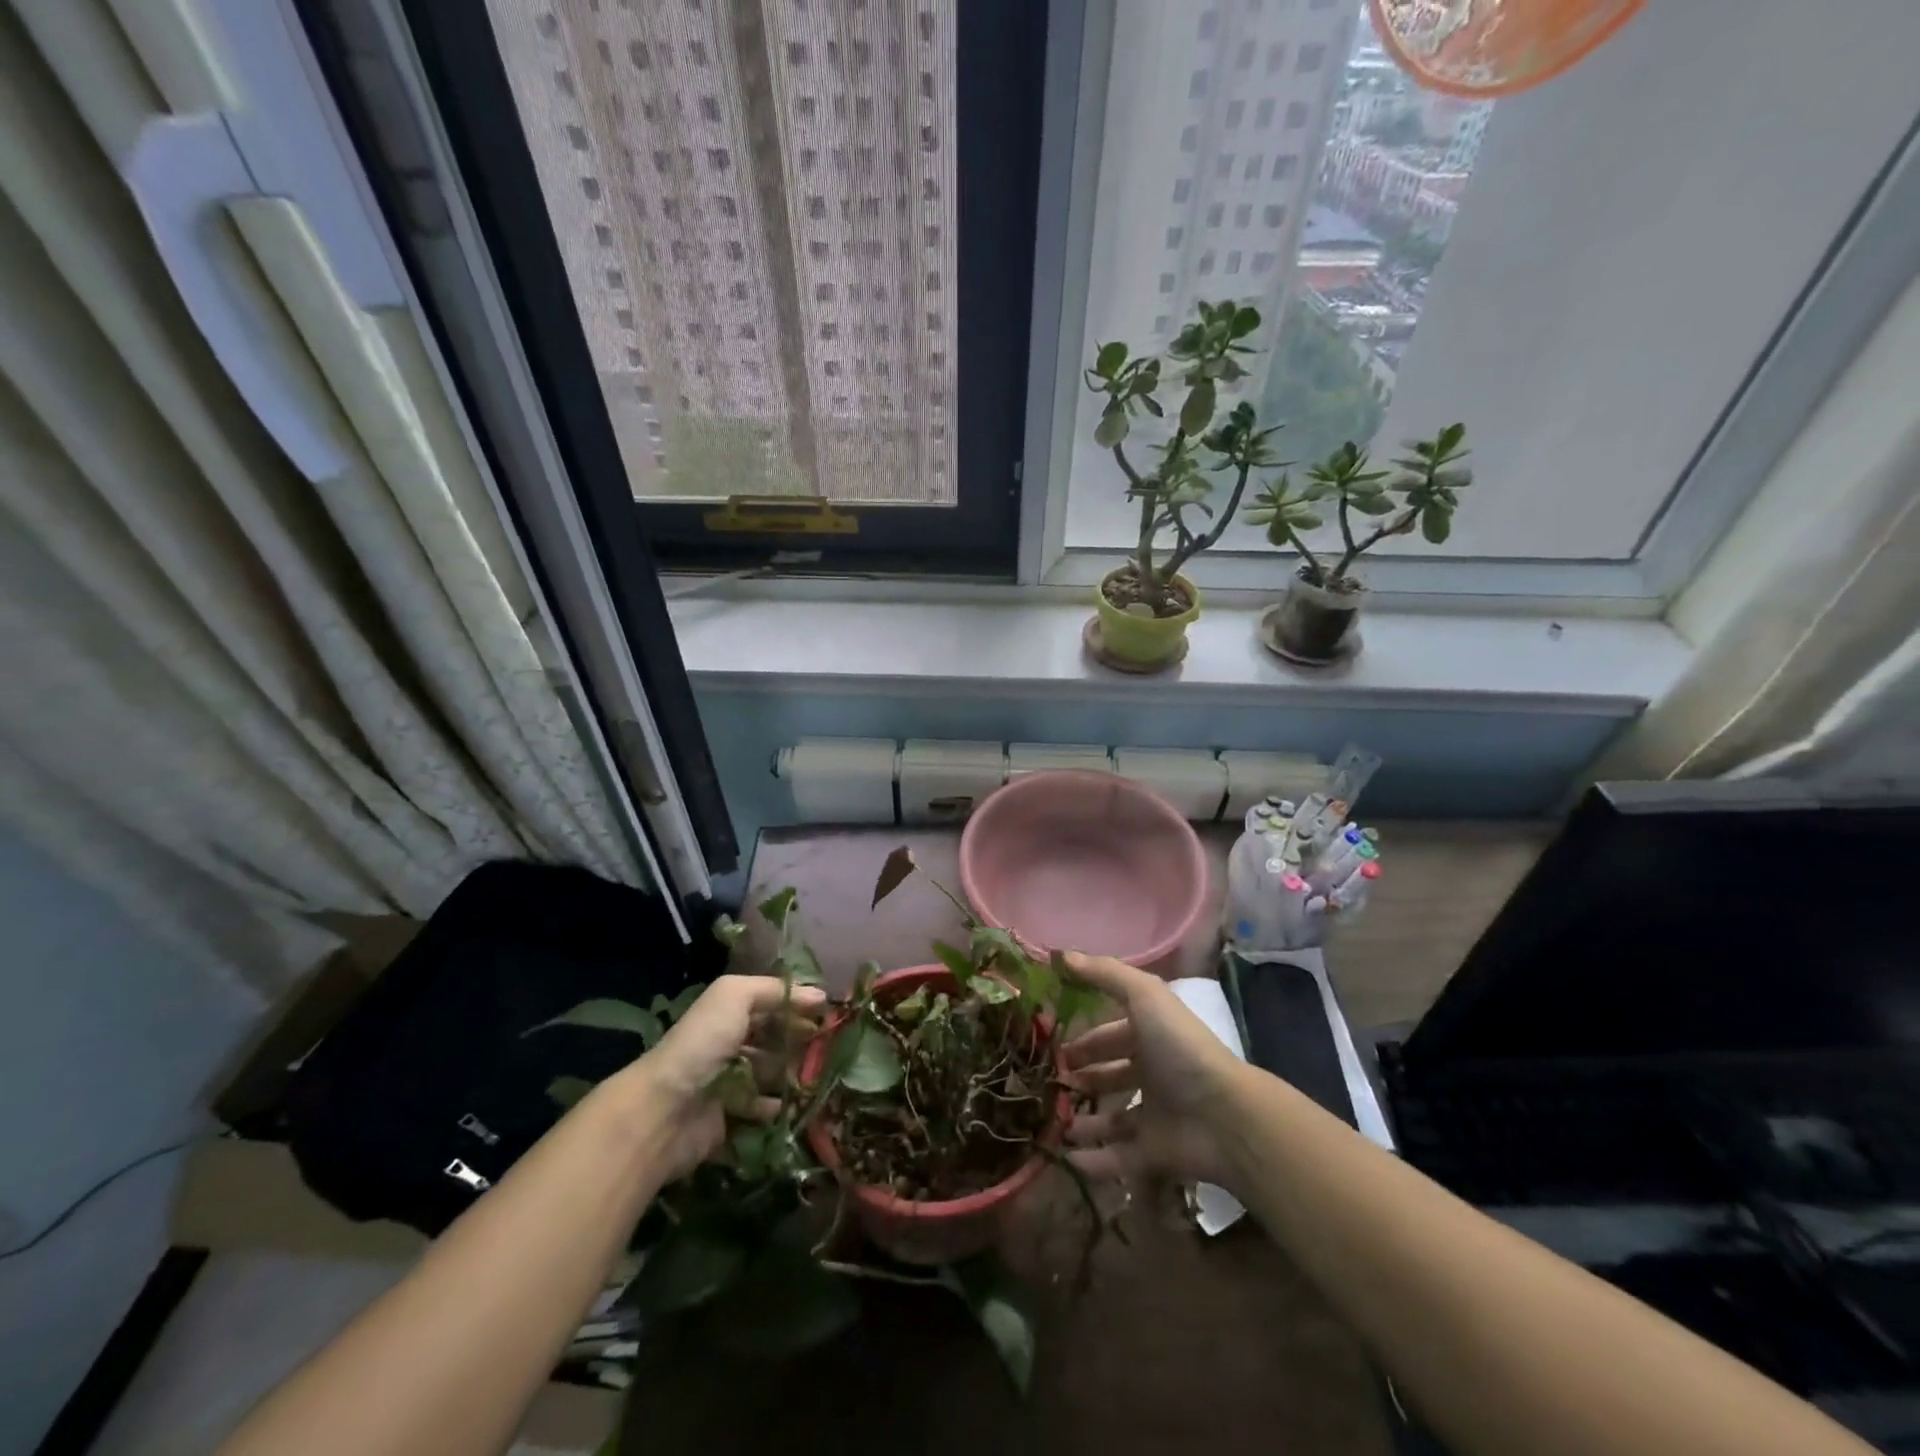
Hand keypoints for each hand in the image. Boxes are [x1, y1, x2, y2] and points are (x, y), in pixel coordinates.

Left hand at [617, 974, 826, 1181]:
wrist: (665, 1110)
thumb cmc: (703, 1043)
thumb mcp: (735, 996)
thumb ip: (774, 990)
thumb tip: (818, 995)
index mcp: (727, 1014)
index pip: (770, 1005)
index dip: (798, 1007)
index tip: (830, 1013)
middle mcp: (727, 1045)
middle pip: (772, 1040)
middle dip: (799, 1041)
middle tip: (828, 1047)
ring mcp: (727, 1083)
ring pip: (769, 1075)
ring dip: (792, 1075)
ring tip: (817, 1077)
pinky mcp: (728, 1119)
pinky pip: (760, 1112)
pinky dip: (777, 1108)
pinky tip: (792, 1105)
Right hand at [1061, 953, 1245, 1191]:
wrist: (1223, 1115)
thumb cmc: (1180, 1048)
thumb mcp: (1144, 996)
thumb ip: (1105, 974)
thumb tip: (1062, 954)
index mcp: (1151, 1037)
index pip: (1111, 1034)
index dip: (1085, 1039)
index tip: (1054, 1046)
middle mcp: (1153, 1074)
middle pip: (1111, 1075)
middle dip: (1082, 1077)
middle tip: (1050, 1082)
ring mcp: (1155, 1115)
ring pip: (1113, 1118)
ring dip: (1084, 1121)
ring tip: (1053, 1122)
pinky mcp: (1155, 1153)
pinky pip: (1119, 1158)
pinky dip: (1095, 1161)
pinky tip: (1067, 1158)